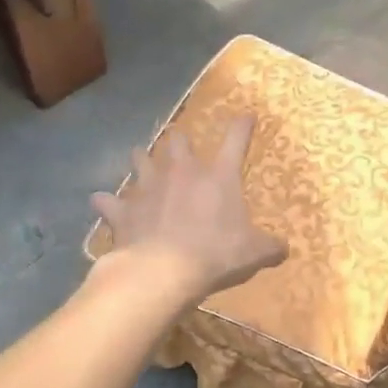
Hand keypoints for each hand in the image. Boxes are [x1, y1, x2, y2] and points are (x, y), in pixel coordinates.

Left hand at [91, 114, 286, 302]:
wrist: (163, 271)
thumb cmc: (216, 255)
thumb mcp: (254, 253)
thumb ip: (270, 247)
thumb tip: (284, 249)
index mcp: (218, 176)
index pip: (235, 140)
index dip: (243, 125)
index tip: (246, 115)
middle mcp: (182, 172)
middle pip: (178, 141)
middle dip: (180, 141)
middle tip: (181, 147)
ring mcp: (148, 187)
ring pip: (140, 159)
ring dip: (142, 159)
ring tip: (142, 161)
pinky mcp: (123, 210)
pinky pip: (108, 201)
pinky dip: (107, 202)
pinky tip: (103, 203)